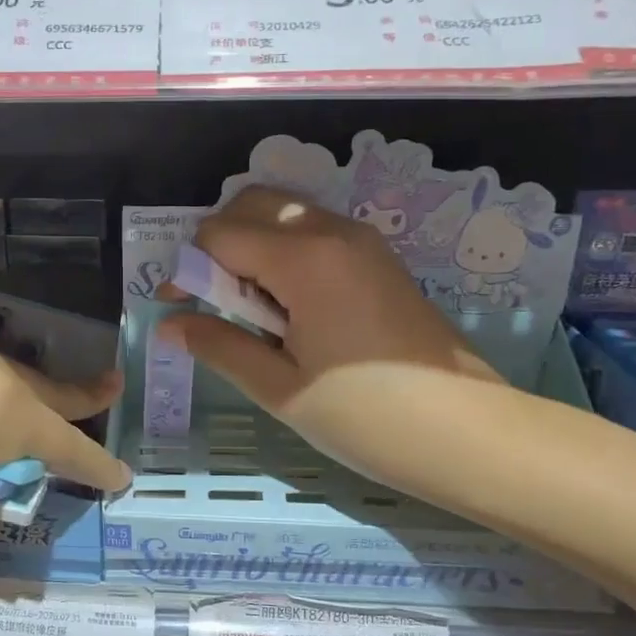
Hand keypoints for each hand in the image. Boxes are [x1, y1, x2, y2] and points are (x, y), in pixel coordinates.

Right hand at [157, 187, 502, 484]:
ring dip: (252, 244)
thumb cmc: (365, 415)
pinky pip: (314, 232)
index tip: (178, 309)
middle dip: (217, 243)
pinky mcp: (378, 258)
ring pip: (285, 213)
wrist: (466, 432)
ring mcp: (362, 241)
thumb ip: (220, 345)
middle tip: (213, 300)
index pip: (219, 234)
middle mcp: (333, 232)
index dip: (186, 268)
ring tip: (250, 307)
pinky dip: (284, 251)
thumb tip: (169, 325)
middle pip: (252, 203)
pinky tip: (288, 306)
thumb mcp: (280, 387)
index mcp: (304, 259)